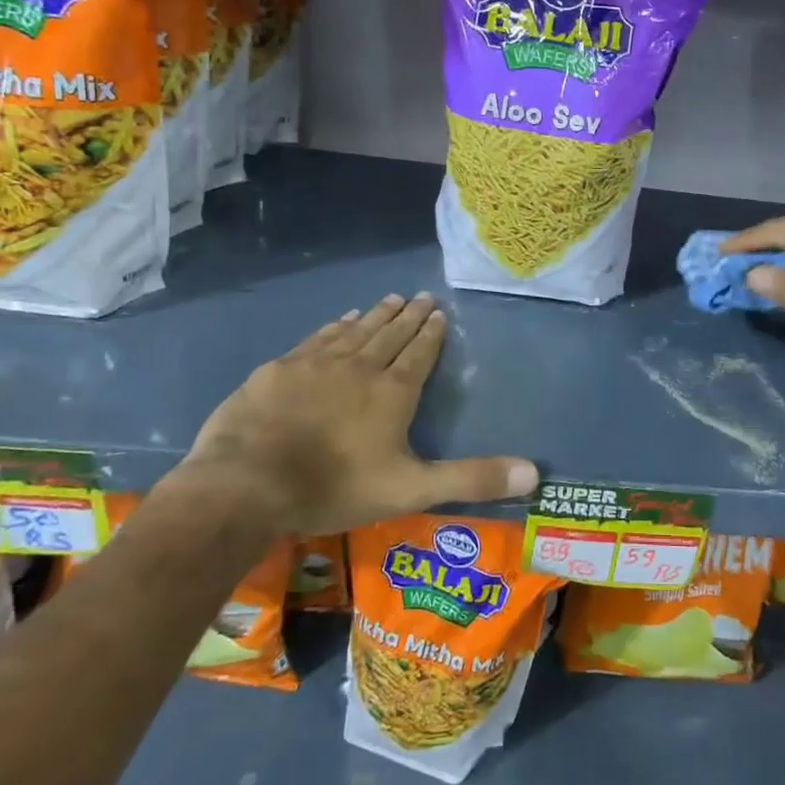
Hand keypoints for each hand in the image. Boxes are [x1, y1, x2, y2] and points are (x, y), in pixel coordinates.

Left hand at [161, 294, 536, 538]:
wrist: (249, 482)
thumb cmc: (335, 487)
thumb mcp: (411, 489)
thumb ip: (471, 479)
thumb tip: (536, 473)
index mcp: (392, 392)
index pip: (419, 354)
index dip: (431, 334)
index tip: (439, 312)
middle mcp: (360, 367)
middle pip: (390, 335)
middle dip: (408, 317)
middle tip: (421, 295)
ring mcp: (316, 364)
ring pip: (355, 331)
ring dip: (375, 315)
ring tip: (389, 298)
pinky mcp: (281, 369)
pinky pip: (318, 338)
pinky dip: (335, 326)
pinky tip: (341, 320)